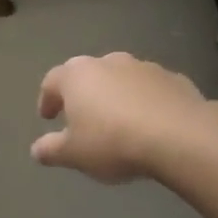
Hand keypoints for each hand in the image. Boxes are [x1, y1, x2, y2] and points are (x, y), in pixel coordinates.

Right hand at [32, 52, 209, 182]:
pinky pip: (151, 90)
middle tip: (82, 118)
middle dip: (83, 95)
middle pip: (88, 75)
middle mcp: (108, 62)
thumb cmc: (113, 142)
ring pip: (121, 79)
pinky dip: (145, 102)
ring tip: (118, 123)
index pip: (52, 81)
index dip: (47, 99)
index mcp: (77, 76)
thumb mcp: (73, 154)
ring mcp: (144, 67)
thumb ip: (51, 150)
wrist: (180, 137)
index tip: (48, 117)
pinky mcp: (175, 79)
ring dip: (116, 96)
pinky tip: (150, 125)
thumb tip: (37, 149)